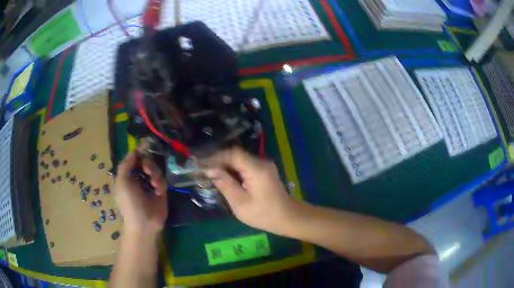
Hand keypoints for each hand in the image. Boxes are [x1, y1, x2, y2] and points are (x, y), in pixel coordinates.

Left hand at [115, 151, 167, 235]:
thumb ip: (126, 164)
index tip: (142, 154)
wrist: (144, 223)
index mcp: (127, 175)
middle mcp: (138, 177)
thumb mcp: (122, 182)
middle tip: (147, 171)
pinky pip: (163, 179)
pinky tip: (158, 192)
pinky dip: (161, 184)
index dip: (139, 154)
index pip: (134, 158)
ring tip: (154, 184)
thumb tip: (135, 151)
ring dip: (155, 174)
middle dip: (148, 164)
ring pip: (156, 168)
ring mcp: (150, 184)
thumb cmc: (130, 202)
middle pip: (146, 160)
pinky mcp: (161, 190)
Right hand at [202, 147, 300, 235]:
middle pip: (236, 155)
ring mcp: (264, 165)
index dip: (215, 158)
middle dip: (217, 161)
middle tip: (202, 170)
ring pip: (239, 159)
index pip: (233, 154)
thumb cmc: (264, 215)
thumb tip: (210, 170)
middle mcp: (261, 162)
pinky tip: (223, 177)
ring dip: (224, 165)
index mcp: (257, 169)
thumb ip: (225, 184)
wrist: (288, 218)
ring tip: (209, 173)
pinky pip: (245, 165)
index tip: (200, 165)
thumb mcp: (240, 203)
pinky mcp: (264, 170)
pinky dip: (232, 169)